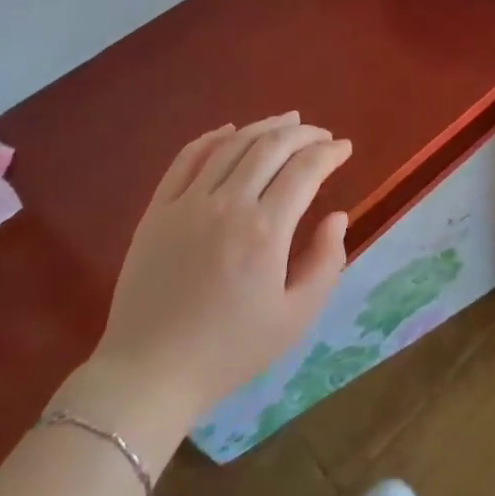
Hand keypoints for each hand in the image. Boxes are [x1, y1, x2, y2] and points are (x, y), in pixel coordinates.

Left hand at [89, 113, 351, 424]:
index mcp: (265, 231)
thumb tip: (337, 216)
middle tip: (322, 135)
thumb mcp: (295, 319)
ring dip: (265, 126)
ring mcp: (188, 202)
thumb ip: (326, 262)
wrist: (150, 374)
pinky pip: (187, 158)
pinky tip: (230, 131)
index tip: (344, 148)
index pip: (305, 170)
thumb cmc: (230, 351)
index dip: (329, 152)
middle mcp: (227, 203)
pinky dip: (212, 137)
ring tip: (288, 121)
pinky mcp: (158, 209)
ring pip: (232, 144)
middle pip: (271, 146)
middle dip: (304, 133)